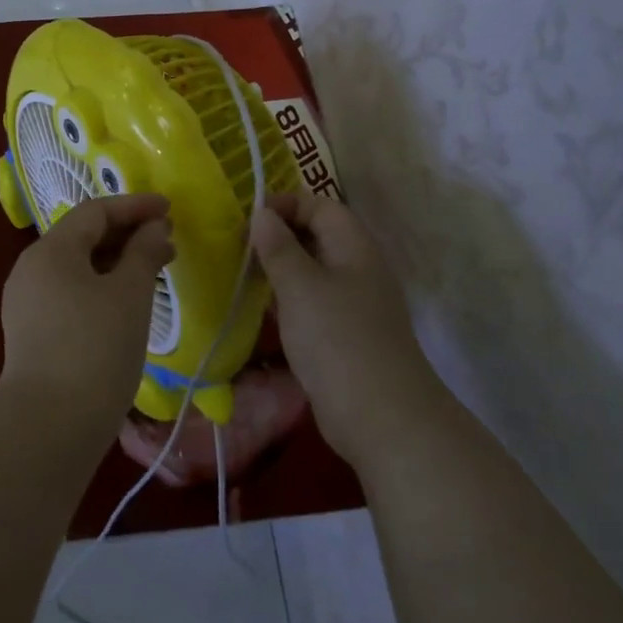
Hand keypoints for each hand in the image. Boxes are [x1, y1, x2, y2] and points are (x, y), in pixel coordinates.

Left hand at [0, 194, 174, 436]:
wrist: (49, 427)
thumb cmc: (96, 349)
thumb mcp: (129, 294)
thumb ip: (144, 252)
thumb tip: (154, 228)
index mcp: (50, 250)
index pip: (95, 211)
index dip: (134, 206)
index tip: (169, 209)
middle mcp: (31, 268)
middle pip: (83, 236)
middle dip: (127, 234)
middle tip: (167, 242)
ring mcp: (27, 302)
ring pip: (77, 267)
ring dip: (115, 262)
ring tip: (152, 271)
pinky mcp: (31, 332)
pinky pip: (69, 292)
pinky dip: (100, 286)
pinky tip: (125, 303)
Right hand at [251, 193, 441, 466]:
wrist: (382, 417)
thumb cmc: (337, 338)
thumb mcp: (299, 285)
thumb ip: (278, 246)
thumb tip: (261, 214)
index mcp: (353, 246)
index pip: (319, 205)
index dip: (284, 205)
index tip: (247, 220)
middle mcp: (358, 267)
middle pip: (317, 236)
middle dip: (278, 236)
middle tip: (239, 248)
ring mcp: (355, 303)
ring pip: (313, 271)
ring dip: (281, 269)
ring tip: (244, 276)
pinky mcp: (347, 334)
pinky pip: (314, 302)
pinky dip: (289, 299)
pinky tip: (264, 311)